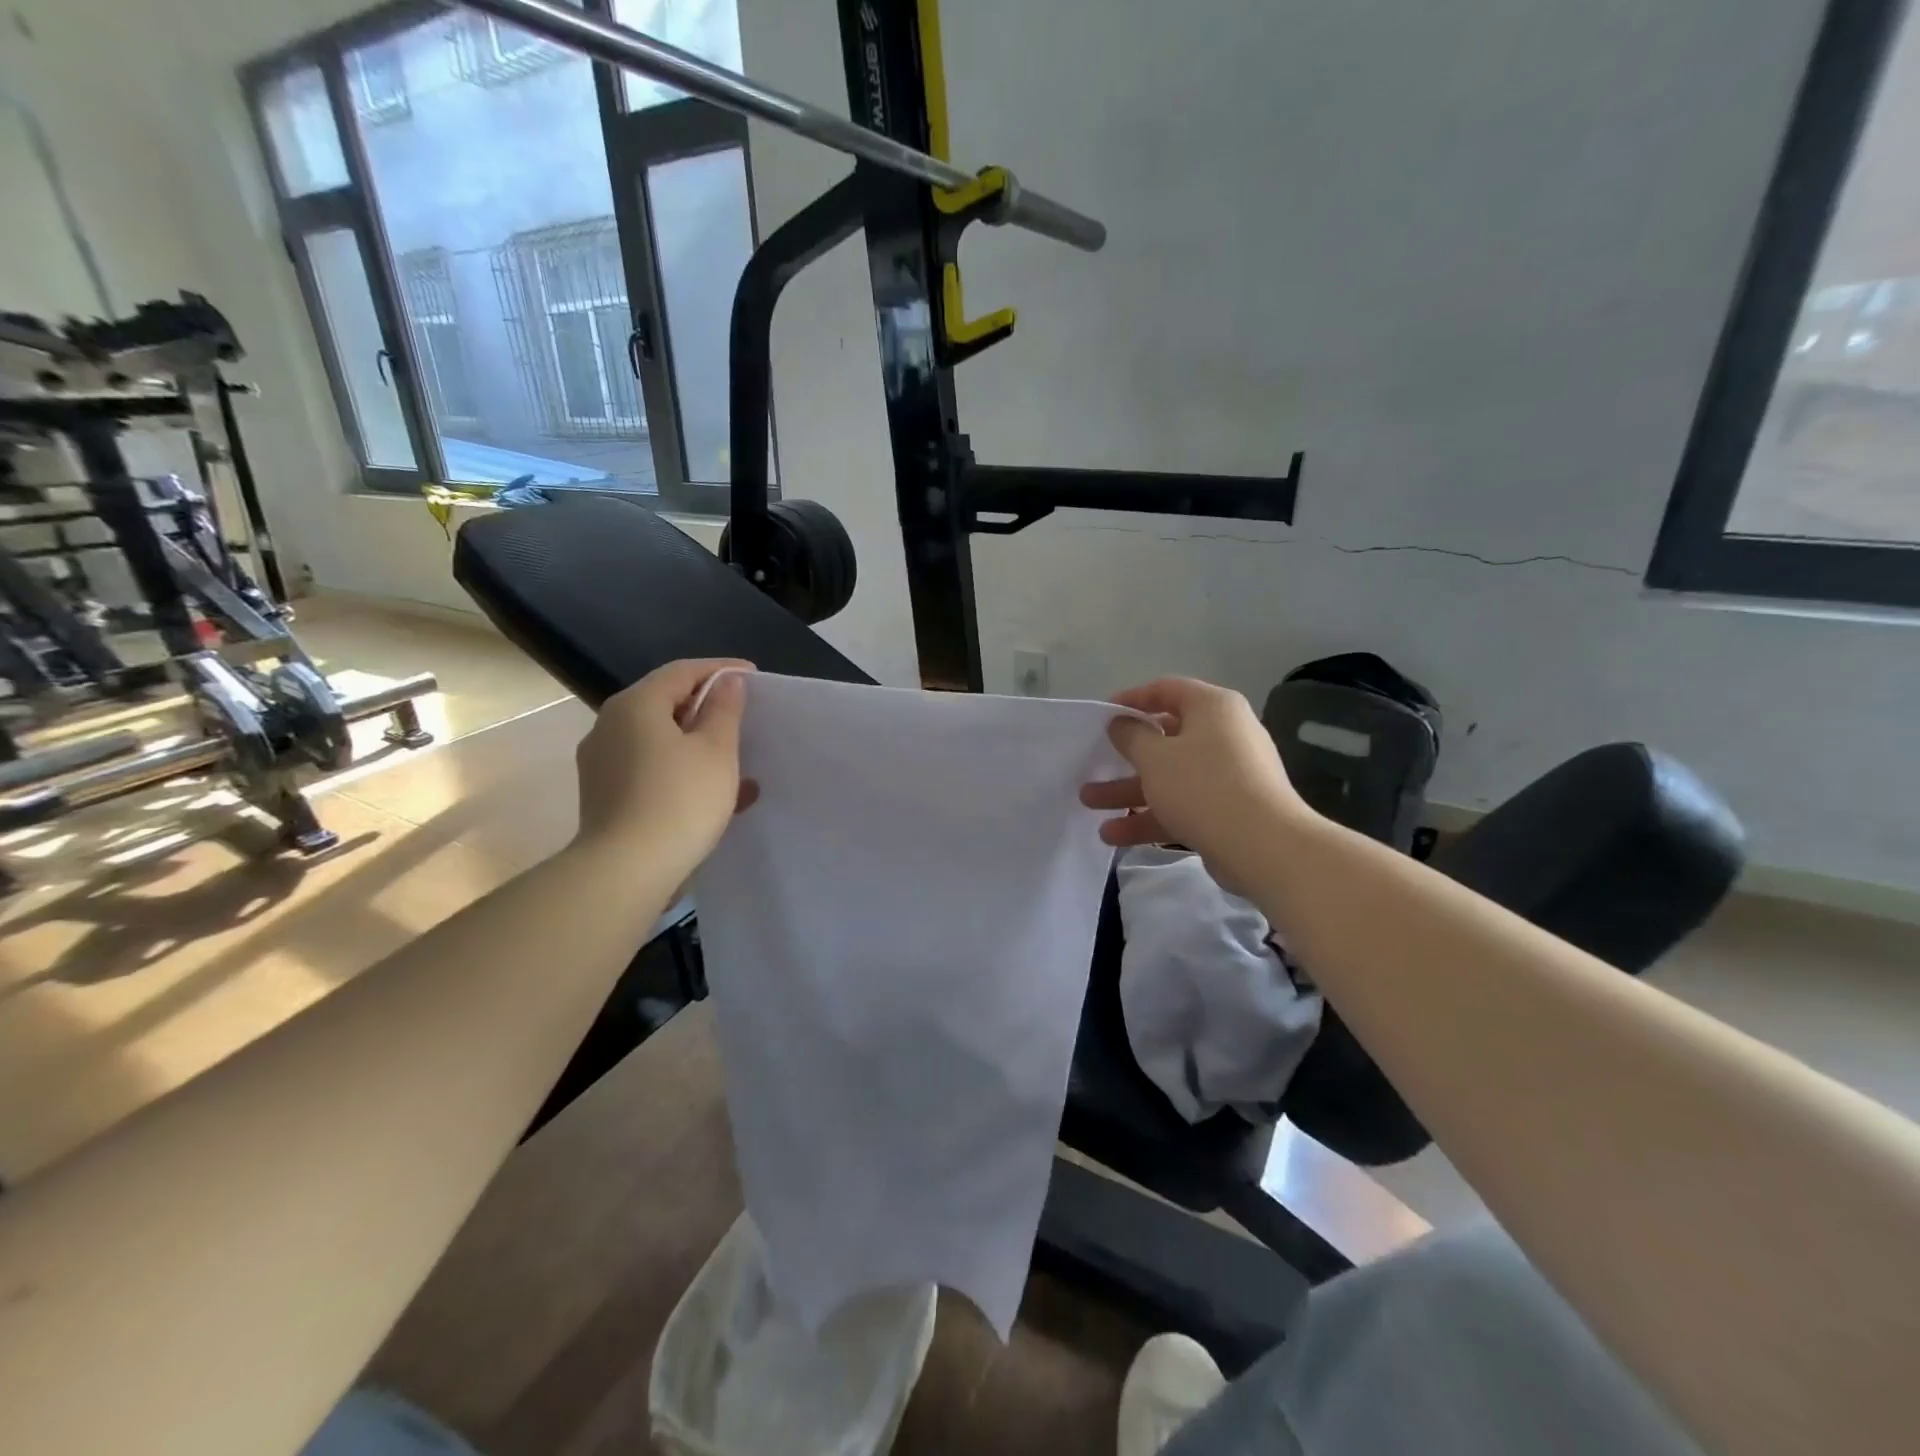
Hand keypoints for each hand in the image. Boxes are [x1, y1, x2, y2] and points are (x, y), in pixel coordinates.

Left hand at [572, 659, 756, 875]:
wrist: (626, 870)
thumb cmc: (680, 800)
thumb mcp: (716, 750)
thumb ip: (724, 710)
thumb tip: (727, 682)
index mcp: (635, 705)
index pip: (682, 671)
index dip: (721, 670)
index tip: (752, 676)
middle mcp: (609, 725)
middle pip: (665, 703)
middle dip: (706, 707)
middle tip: (742, 715)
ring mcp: (602, 762)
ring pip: (658, 739)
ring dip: (696, 743)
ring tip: (733, 759)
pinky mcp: (604, 794)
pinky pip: (649, 767)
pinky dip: (680, 769)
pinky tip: (710, 792)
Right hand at [1080, 677, 1307, 885]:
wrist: (1264, 847)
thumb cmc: (1203, 786)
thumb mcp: (1155, 756)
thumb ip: (1131, 735)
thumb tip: (1122, 724)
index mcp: (1213, 708)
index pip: (1167, 689)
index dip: (1131, 699)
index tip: (1102, 715)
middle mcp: (1224, 735)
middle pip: (1165, 738)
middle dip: (1124, 756)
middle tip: (1093, 764)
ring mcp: (1228, 775)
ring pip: (1169, 776)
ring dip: (1128, 791)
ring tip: (1089, 804)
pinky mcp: (1227, 810)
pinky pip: (1182, 805)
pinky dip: (1151, 816)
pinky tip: (1115, 836)